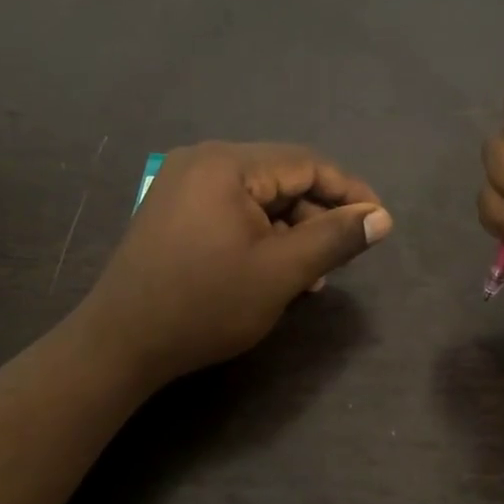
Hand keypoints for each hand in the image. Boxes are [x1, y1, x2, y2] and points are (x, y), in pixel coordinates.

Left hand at [78, 142, 392, 385]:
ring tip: (313, 275)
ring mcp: (182, 185)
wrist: (121, 342)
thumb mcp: (280, 273)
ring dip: (290, 230)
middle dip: (317, 216)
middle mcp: (202, 161)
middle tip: (343, 257)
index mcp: (226, 164)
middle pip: (281, 178)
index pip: (306, 163)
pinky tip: (275, 270)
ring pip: (257, 198)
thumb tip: (381, 217)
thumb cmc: (205, 305)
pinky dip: (259, 235)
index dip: (349, 192)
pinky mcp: (173, 211)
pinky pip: (231, 211)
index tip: (380, 222)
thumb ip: (334, 239)